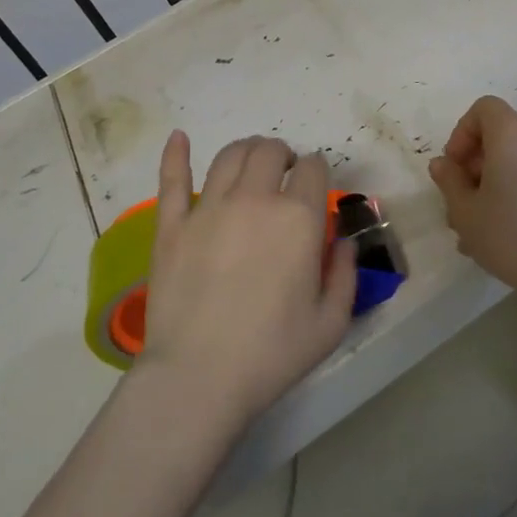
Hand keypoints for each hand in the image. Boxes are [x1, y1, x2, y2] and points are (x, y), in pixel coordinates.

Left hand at [135, 132, 355, 432]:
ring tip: (251, 164)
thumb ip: (345, 274)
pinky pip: (171, 179)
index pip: (313, 168)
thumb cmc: (272, 354)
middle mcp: (255, 199)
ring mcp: (208, 209)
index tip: (315, 187)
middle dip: (283, 155)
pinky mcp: (171, 226)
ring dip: (246, 151)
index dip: (317, 171)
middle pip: (270, 151)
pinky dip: (175, 154)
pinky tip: (178, 137)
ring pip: (229, 156)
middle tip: (284, 174)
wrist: (198, 379)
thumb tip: (343, 241)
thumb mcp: (331, 322)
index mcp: (298, 218)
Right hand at [428, 96, 516, 298]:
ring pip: (511, 161)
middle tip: (458, 204)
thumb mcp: (465, 211)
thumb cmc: (511, 234)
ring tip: (473, 228)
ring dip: (487, 185)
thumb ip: (449, 181)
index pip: (483, 108)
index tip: (454, 168)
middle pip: (496, 136)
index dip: (461, 133)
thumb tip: (443, 164)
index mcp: (511, 134)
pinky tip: (498, 233)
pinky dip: (509, 194)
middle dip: (471, 165)